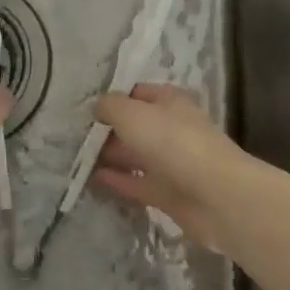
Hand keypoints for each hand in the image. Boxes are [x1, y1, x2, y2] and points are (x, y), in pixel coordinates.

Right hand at [92, 84, 270, 248]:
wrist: (215, 196)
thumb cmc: (173, 142)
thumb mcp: (132, 114)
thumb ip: (111, 106)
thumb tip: (99, 107)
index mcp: (169, 101)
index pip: (137, 93)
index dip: (113, 98)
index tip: (84, 108)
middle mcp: (172, 128)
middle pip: (135, 126)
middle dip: (108, 129)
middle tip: (74, 136)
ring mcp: (172, 162)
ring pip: (136, 155)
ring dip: (110, 156)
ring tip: (77, 158)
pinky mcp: (169, 193)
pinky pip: (138, 183)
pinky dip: (118, 180)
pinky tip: (93, 180)